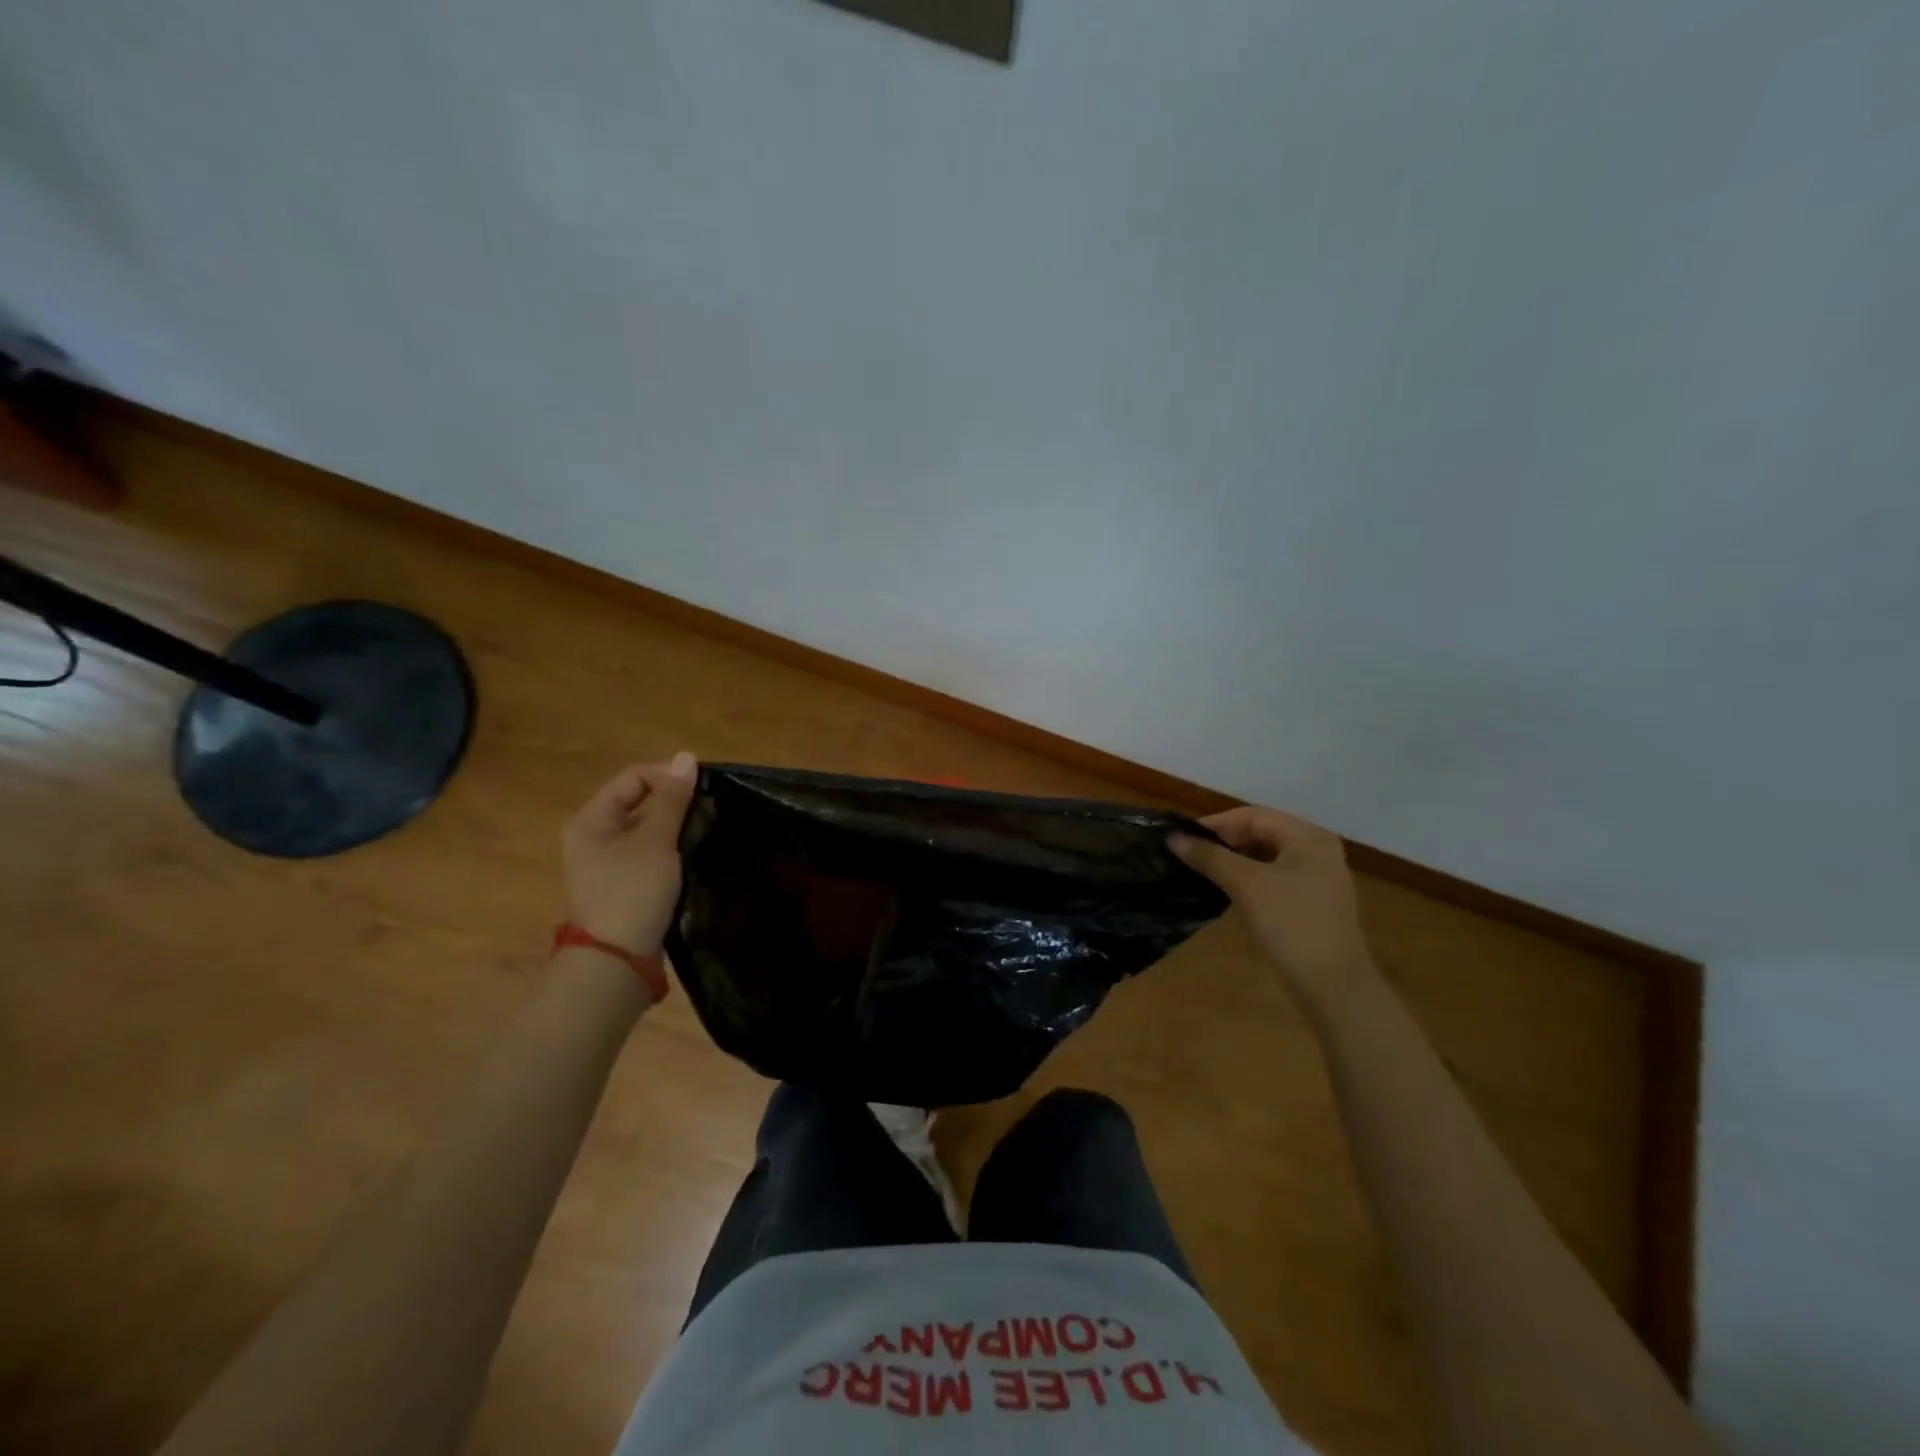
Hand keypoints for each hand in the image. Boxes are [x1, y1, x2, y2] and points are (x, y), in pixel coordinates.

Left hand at [561, 753, 698, 955]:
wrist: (615, 962)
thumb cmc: (632, 891)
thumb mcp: (655, 840)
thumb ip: (671, 798)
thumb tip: (686, 757)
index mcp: (590, 819)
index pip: (633, 777)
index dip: (668, 776)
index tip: (703, 789)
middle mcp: (591, 837)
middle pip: (637, 802)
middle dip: (673, 802)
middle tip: (707, 810)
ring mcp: (604, 864)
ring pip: (645, 830)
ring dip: (674, 827)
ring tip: (705, 831)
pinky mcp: (621, 887)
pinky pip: (647, 855)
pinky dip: (669, 851)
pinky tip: (691, 857)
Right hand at [1171, 805, 1374, 1002]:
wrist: (1334, 985)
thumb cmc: (1291, 924)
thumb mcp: (1245, 885)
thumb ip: (1209, 857)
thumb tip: (1172, 837)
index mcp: (1308, 836)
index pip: (1254, 816)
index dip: (1216, 824)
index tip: (1183, 838)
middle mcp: (1318, 848)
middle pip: (1263, 832)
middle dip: (1226, 840)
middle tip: (1191, 854)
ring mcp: (1320, 876)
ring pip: (1269, 855)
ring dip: (1236, 859)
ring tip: (1204, 869)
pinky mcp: (1315, 900)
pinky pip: (1277, 875)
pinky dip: (1251, 876)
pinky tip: (1230, 889)